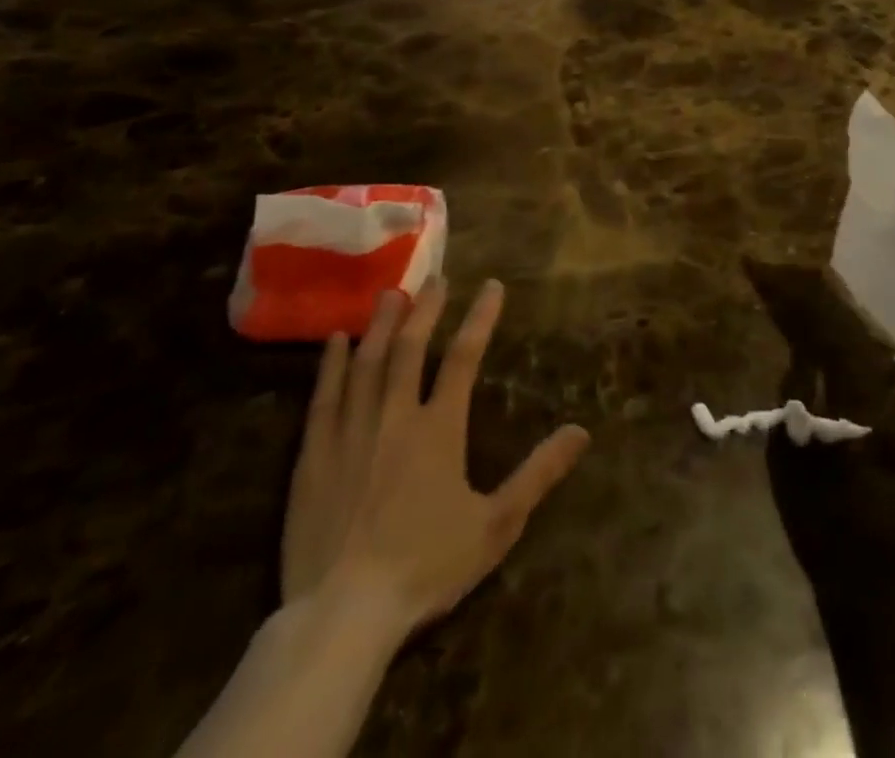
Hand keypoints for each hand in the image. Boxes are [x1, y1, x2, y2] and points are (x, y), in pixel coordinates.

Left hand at [280, 281, 590, 653]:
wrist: (341, 616)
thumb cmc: (425, 566)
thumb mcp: (496, 525)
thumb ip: (538, 474)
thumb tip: (581, 431)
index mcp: (439, 429)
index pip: (465, 358)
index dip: (480, 318)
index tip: (491, 286)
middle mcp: (395, 417)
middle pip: (411, 348)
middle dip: (425, 309)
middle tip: (435, 279)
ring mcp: (350, 434)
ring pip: (367, 363)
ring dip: (381, 325)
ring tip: (389, 294)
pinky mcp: (313, 457)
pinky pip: (323, 398)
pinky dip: (331, 365)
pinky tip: (335, 342)